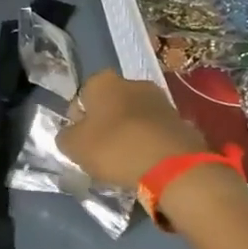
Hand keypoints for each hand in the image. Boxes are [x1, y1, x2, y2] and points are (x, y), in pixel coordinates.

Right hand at [57, 69, 205, 188]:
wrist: (172, 166)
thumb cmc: (114, 148)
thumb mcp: (73, 146)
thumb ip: (66, 136)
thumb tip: (71, 134)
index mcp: (103, 82)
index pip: (83, 95)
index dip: (79, 118)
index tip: (81, 140)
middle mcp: (133, 83)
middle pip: (111, 104)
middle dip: (106, 123)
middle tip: (101, 150)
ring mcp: (161, 100)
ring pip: (134, 117)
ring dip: (129, 132)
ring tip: (125, 159)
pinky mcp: (181, 121)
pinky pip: (155, 131)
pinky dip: (149, 142)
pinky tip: (145, 162)